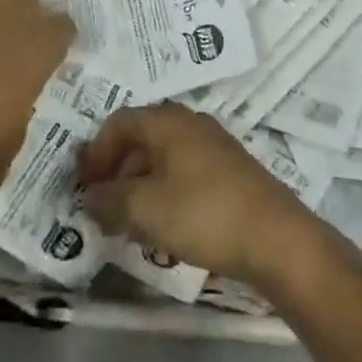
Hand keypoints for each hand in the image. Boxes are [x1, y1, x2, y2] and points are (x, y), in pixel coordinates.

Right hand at [74, 104, 324, 285]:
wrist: (278, 240)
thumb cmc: (203, 213)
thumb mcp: (144, 209)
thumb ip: (109, 201)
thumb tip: (89, 198)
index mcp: (167, 121)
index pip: (118, 122)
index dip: (96, 152)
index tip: (83, 186)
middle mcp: (190, 123)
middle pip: (141, 138)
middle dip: (117, 171)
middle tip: (103, 205)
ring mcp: (215, 147)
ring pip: (164, 158)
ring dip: (141, 186)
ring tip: (130, 222)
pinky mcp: (232, 173)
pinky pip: (186, 174)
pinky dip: (166, 194)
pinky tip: (166, 227)